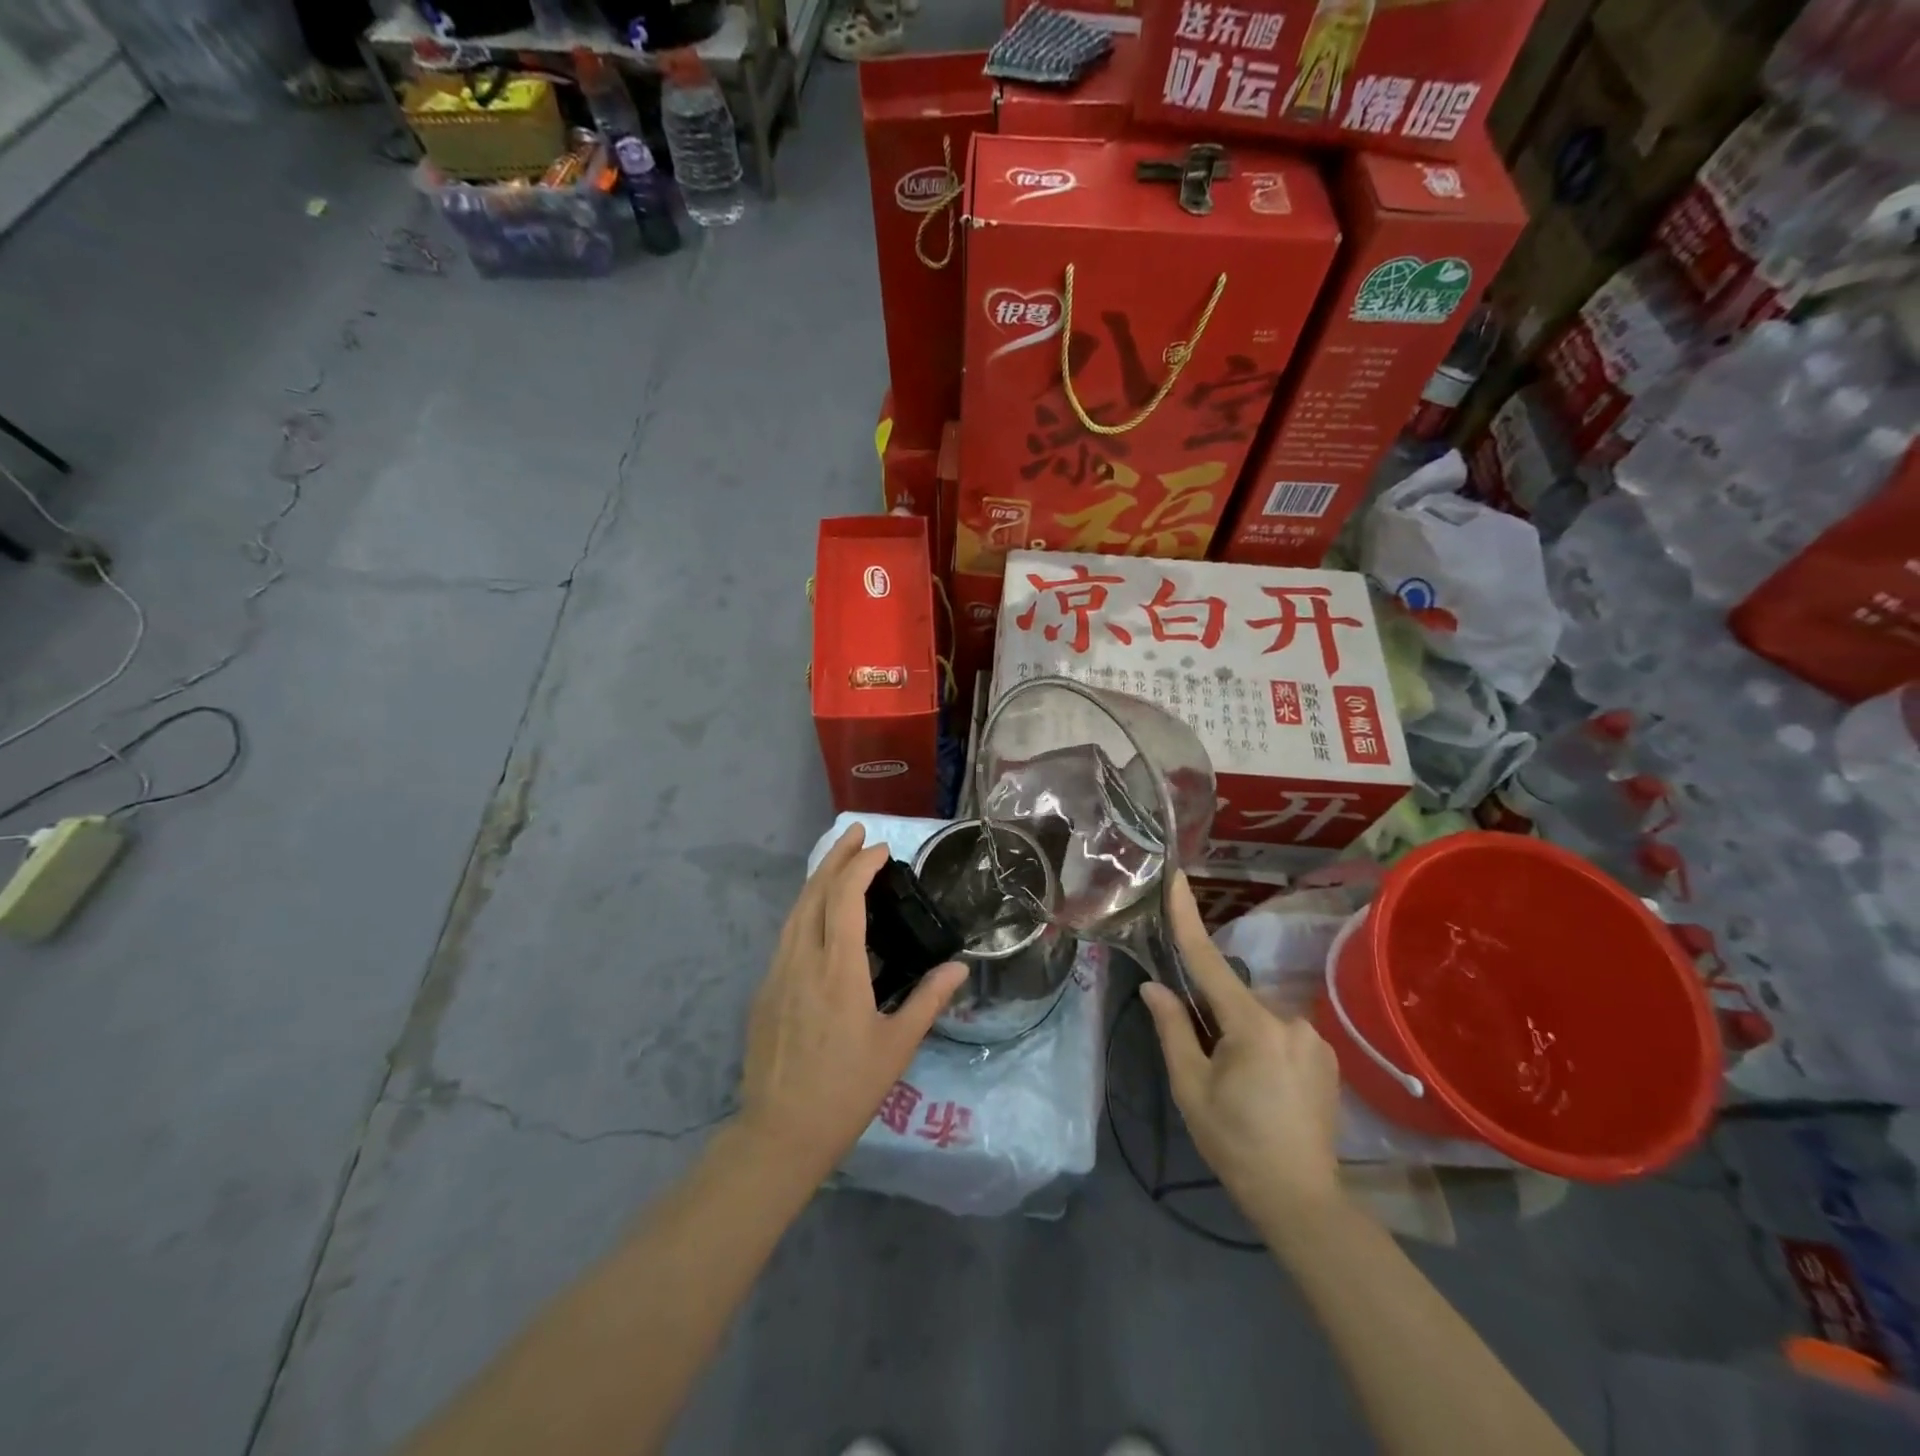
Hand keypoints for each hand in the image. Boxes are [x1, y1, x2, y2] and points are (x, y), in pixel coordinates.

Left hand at [738, 825, 966, 1186]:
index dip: (861, 866)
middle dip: (835, 856)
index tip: (881, 849)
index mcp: (837, 970)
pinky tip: (818, 913)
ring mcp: (777, 973)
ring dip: (817, 878)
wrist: (780, 1133)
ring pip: (794, 910)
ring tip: (837, 859)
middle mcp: (802, 960)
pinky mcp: (764, 990)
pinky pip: (786, 934)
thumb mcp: (897, 1047)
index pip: (845, 899)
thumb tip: (959, 968)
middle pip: (814, 893)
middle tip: (856, 831)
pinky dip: (805, 908)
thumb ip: (928, 1000)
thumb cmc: (846, 1090)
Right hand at [1141, 873, 1342, 1232]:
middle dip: (1214, 1016)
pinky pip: (1281, 1033)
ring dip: (1239, 1034)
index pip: (1210, 961)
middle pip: (1234, 997)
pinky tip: (1263, 1088)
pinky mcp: (1327, 1056)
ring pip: (1257, 1017)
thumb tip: (1155, 987)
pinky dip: (1263, 1046)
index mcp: (1253, 1025)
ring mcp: (1314, 1037)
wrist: (1302, 1201)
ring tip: (1238, 1086)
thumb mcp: (1190, 1087)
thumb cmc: (1236, 1143)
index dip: (1189, 919)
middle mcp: (1289, 1019)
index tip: (1177, 878)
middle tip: (1206, 1065)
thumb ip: (1173, 1029)